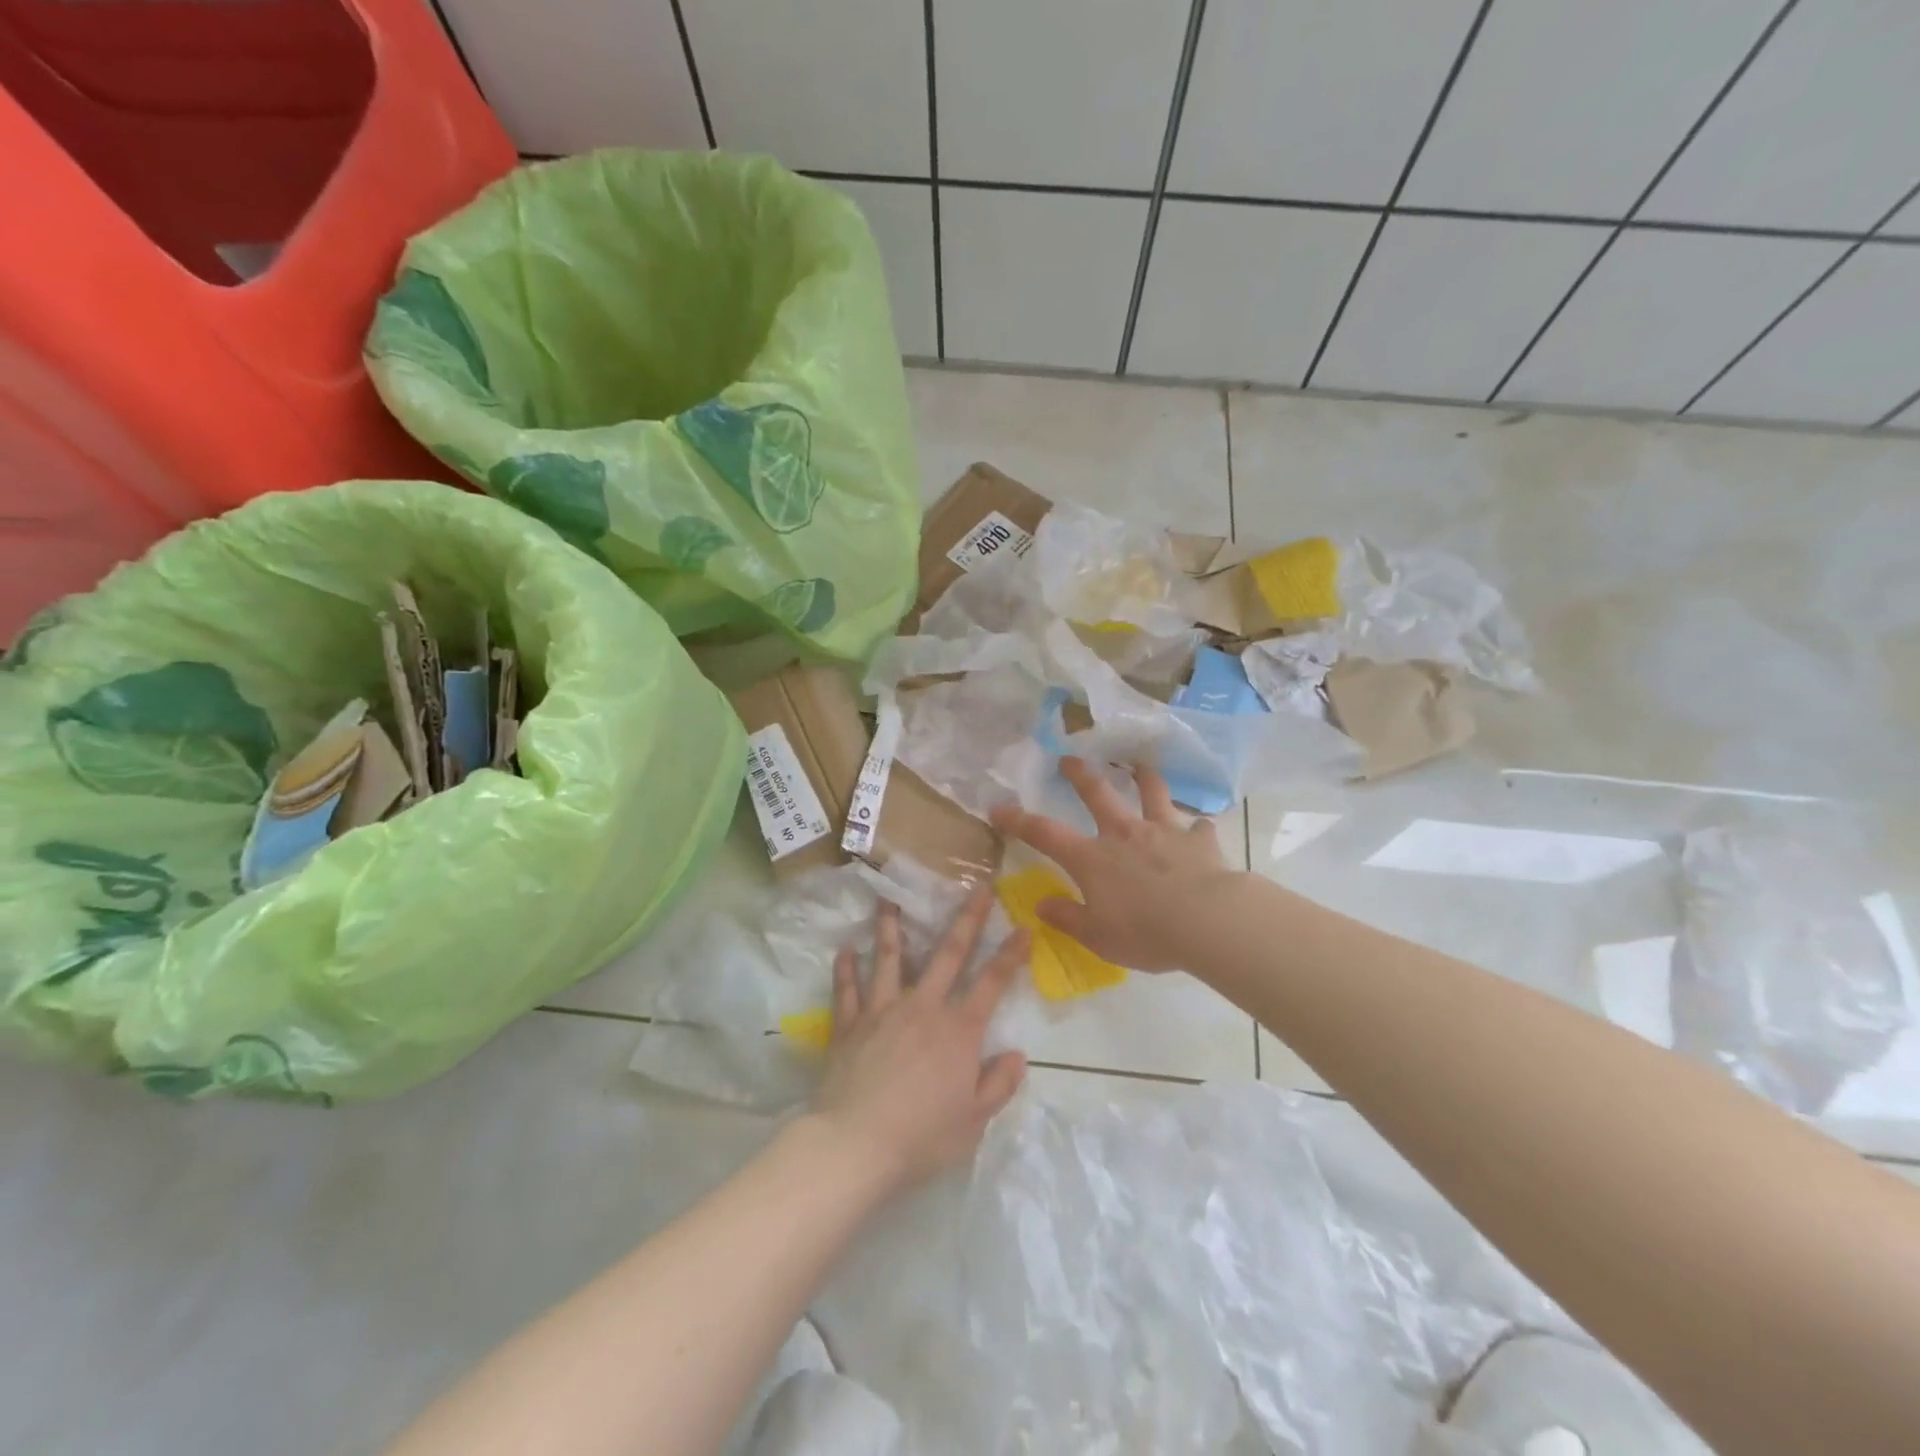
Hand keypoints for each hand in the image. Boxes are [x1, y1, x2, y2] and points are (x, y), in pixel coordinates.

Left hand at [810, 891, 1028, 1195]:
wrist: (855, 1144)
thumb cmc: (921, 1137)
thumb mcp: (973, 1121)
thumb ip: (998, 1085)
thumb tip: (1016, 1054)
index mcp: (958, 1030)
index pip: (992, 982)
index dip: (1010, 954)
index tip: (1023, 927)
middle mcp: (923, 1008)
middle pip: (948, 954)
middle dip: (967, 919)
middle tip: (977, 888)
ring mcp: (882, 1011)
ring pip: (889, 958)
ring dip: (890, 926)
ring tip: (888, 898)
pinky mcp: (849, 1024)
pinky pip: (847, 989)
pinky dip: (845, 968)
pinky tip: (844, 949)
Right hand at [989, 757, 1237, 971]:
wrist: (1207, 921)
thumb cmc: (1145, 932)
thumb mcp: (1097, 936)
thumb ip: (1067, 917)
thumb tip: (1040, 905)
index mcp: (1092, 858)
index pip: (1045, 834)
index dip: (1019, 821)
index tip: (999, 809)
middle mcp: (1124, 834)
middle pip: (1097, 794)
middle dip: (1080, 775)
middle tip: (1070, 759)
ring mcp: (1163, 831)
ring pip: (1151, 793)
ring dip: (1144, 777)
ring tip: (1140, 766)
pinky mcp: (1198, 841)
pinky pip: (1198, 828)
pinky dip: (1196, 829)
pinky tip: (1199, 830)